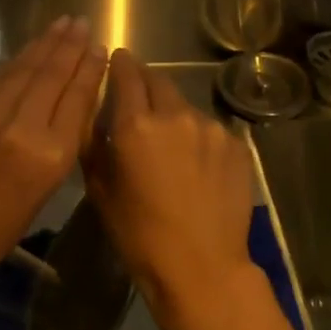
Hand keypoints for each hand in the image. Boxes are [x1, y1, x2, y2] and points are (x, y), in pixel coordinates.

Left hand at [0, 17, 107, 303]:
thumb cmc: (1, 225)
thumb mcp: (47, 186)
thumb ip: (61, 139)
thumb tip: (72, 97)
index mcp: (50, 154)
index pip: (76, 97)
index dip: (89, 67)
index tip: (100, 46)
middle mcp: (22, 127)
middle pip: (52, 75)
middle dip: (69, 45)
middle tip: (81, 22)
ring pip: (24, 68)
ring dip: (44, 43)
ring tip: (62, 23)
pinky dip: (16, 61)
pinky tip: (29, 49)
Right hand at [85, 49, 257, 326]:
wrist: (202, 269)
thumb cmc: (140, 235)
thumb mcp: (101, 190)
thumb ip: (95, 143)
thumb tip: (98, 116)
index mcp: (136, 124)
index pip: (127, 74)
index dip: (121, 63)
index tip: (118, 60)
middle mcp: (175, 115)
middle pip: (159, 81)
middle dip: (146, 83)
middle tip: (139, 100)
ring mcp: (211, 128)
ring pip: (185, 106)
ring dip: (173, 113)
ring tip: (170, 142)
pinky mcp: (236, 145)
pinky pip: (210, 130)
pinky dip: (198, 137)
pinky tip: (197, 165)